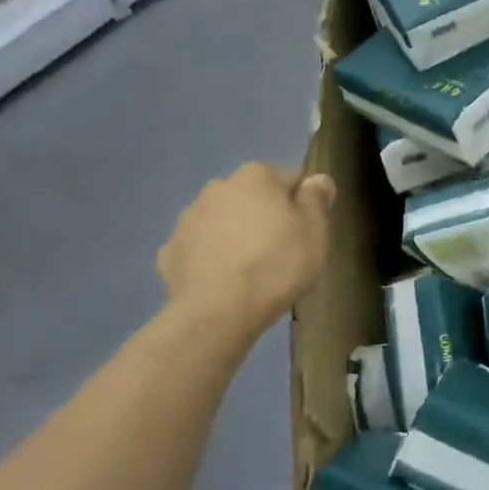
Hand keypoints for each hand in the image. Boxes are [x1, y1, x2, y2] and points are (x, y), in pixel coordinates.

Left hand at [158, 164, 336, 338]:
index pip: (291, 180)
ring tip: (251, 269)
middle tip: (281, 251)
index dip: (303, 206)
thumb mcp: (315, 231)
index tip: (307, 232)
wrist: (217, 313)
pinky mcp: (170, 251)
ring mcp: (188, 219)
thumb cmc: (276, 265)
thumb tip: (318, 179)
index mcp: (255, 176)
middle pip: (254, 198)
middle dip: (266, 216)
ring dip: (237, 234)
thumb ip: (317, 199)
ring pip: (224, 220)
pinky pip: (200, 248)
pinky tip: (223, 281)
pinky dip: (212, 258)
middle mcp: (218, 187)